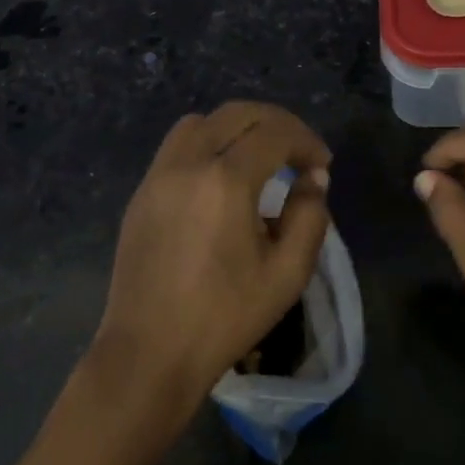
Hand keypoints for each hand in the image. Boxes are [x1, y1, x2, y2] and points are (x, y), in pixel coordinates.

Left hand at [90, 101, 331, 434]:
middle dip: (276, 123)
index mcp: (226, 181)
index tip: (322, 165)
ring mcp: (158, 175)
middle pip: (237, 113)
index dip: (306, 141)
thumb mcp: (287, 274)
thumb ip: (309, 216)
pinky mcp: (142, 192)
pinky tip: (221, 179)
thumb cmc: (224, 317)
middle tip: (299, 151)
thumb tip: (312, 178)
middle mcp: (187, 163)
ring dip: (236, 127)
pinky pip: (177, 146)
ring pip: (201, 122)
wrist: (149, 352)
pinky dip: (207, 144)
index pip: (275, 133)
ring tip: (259, 158)